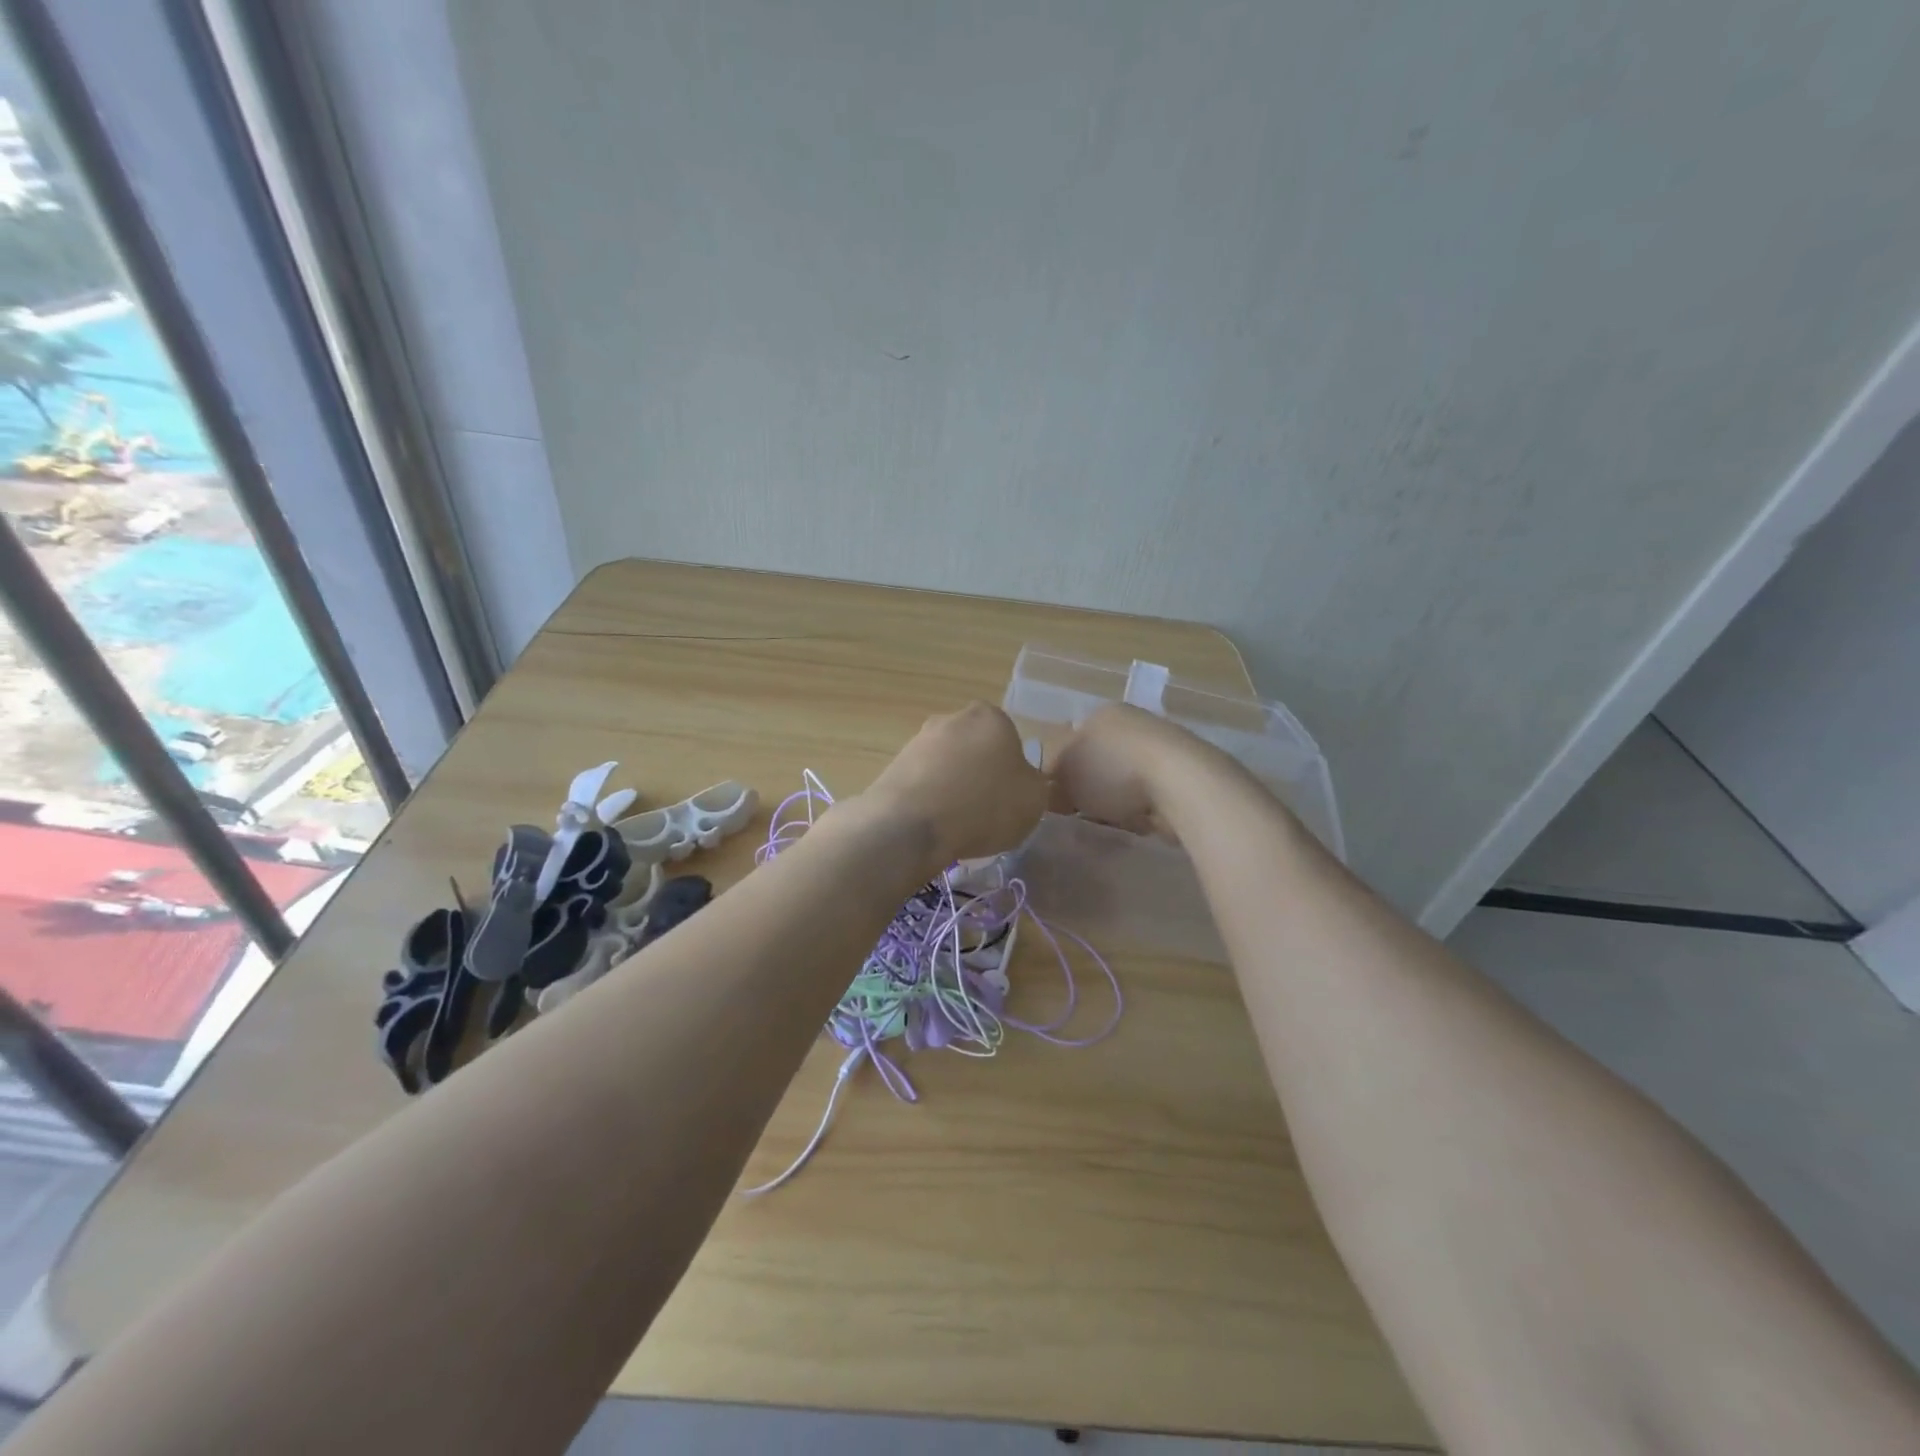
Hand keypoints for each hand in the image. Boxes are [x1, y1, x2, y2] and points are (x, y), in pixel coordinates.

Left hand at [859, 701, 1049, 865]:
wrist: (911, 825)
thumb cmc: (984, 805)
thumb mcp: (1034, 800)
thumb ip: (1036, 784)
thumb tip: (1024, 782)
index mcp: (991, 717)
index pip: (1010, 740)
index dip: (1013, 771)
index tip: (1010, 798)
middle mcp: (952, 718)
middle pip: (976, 749)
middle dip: (980, 775)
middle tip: (985, 811)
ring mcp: (918, 740)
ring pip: (947, 766)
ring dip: (953, 788)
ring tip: (957, 824)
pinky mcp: (893, 765)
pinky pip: (923, 783)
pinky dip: (930, 800)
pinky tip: (933, 825)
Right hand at [1050, 703, 1221, 836]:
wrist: (1180, 783)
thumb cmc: (1112, 770)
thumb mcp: (1064, 772)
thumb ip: (1050, 776)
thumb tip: (1050, 787)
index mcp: (1102, 713)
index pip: (1072, 739)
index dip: (1062, 771)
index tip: (1060, 798)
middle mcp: (1133, 722)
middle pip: (1100, 759)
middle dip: (1092, 786)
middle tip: (1083, 812)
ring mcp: (1162, 746)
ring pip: (1127, 778)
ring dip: (1119, 799)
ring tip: (1113, 820)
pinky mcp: (1185, 773)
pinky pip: (1151, 794)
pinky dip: (1144, 808)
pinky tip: (1141, 821)